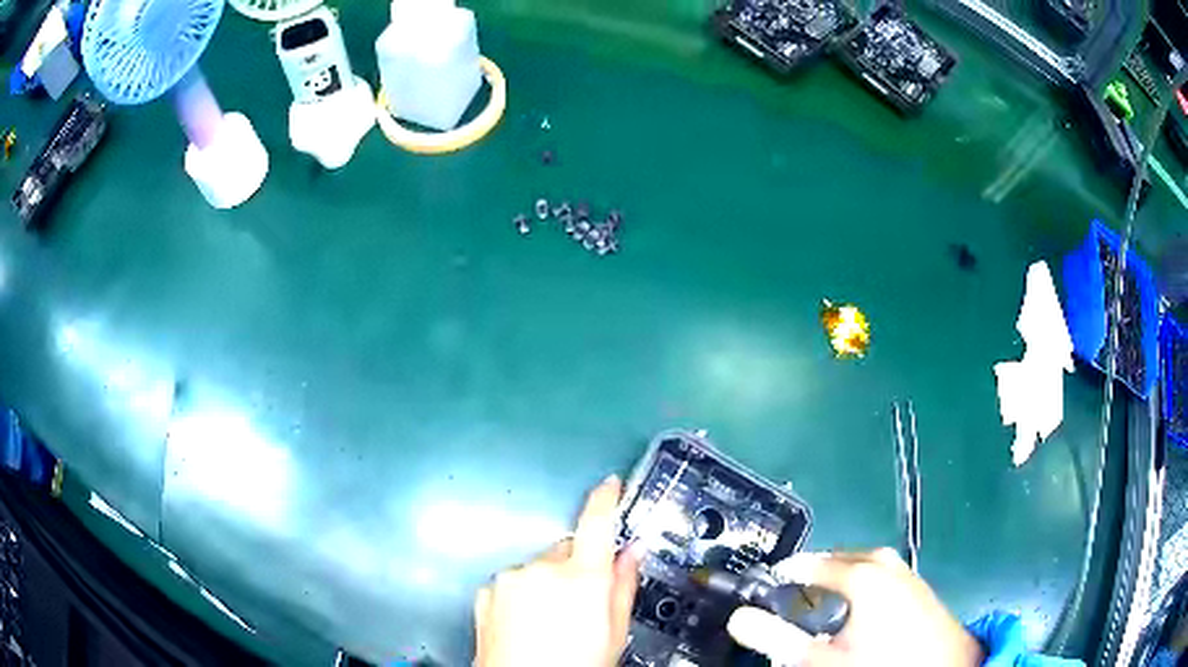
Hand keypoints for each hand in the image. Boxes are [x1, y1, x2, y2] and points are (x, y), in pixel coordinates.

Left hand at [473, 475, 640, 666]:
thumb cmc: (579, 664)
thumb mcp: (614, 632)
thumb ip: (623, 586)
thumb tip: (631, 552)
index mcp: (583, 578)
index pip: (597, 523)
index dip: (605, 498)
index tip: (610, 484)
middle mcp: (543, 568)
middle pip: (566, 550)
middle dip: (576, 566)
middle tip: (581, 602)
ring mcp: (510, 578)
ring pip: (538, 567)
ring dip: (546, 582)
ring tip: (549, 621)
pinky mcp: (488, 590)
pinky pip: (514, 582)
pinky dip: (522, 593)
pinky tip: (524, 623)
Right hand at [727, 548, 984, 666]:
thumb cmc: (881, 664)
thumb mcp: (820, 661)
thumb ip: (775, 639)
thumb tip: (740, 618)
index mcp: (861, 573)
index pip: (808, 563)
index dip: (782, 575)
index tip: (764, 589)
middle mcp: (885, 563)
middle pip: (836, 562)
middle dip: (811, 580)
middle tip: (790, 605)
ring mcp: (906, 573)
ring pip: (861, 570)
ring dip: (837, 586)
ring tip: (822, 614)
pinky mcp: (919, 587)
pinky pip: (880, 579)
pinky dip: (861, 592)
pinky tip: (858, 619)